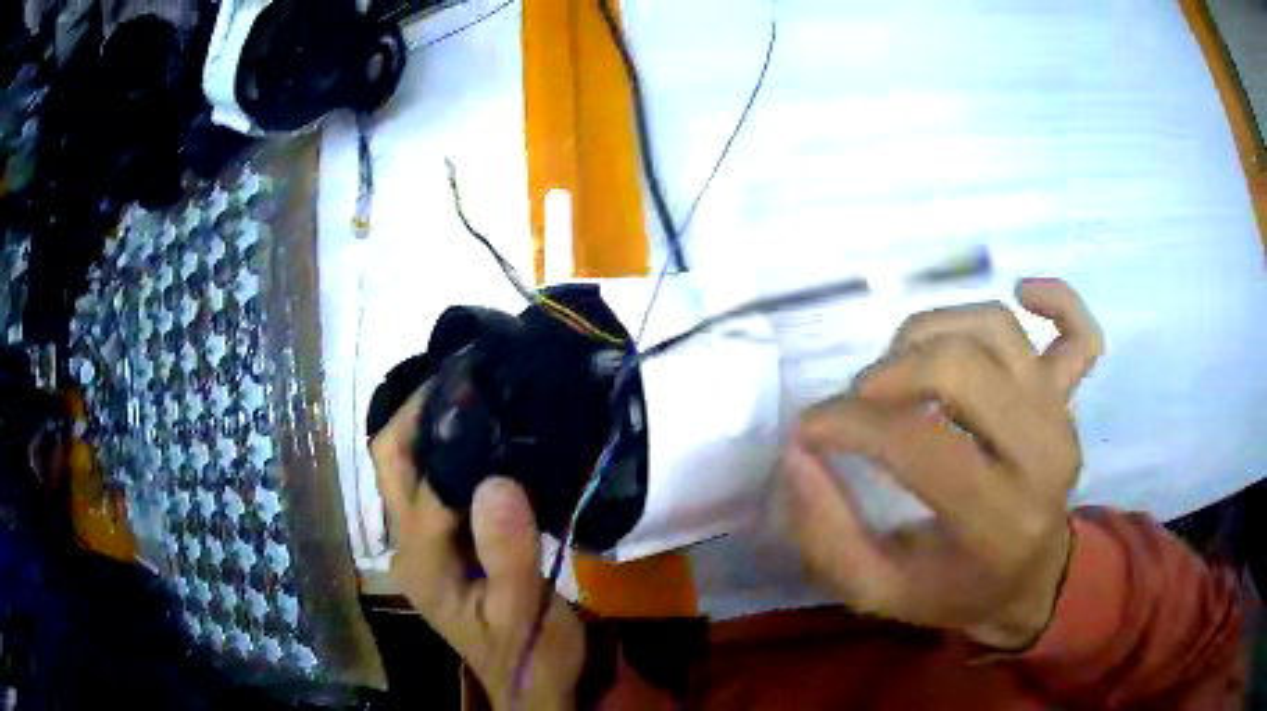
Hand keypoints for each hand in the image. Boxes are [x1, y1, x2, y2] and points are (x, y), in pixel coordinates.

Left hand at [371, 387, 584, 709]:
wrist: (533, 683)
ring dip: (431, 426)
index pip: (422, 484)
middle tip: (463, 374)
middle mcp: (410, 544)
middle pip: (393, 464)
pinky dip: (453, 450)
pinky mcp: (447, 542)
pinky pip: (438, 483)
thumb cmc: (529, 652)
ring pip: (411, 469)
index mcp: (421, 561)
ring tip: (473, 390)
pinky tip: (485, 433)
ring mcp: (426, 543)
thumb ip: (509, 554)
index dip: (445, 432)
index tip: (477, 383)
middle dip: (416, 413)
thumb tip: (496, 478)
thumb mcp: (523, 612)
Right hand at [781, 278, 1103, 649]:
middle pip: (962, 367)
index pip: (918, 443)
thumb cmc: (955, 591)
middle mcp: (1041, 457)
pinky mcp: (1071, 399)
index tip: (811, 429)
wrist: (1029, 581)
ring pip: (997, 331)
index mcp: (997, 521)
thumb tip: (797, 453)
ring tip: (904, 366)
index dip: (849, 425)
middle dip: (889, 373)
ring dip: (934, 332)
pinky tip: (1023, 292)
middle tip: (859, 401)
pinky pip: (1080, 333)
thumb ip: (827, 536)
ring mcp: (1062, 418)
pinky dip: (1058, 300)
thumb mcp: (879, 593)